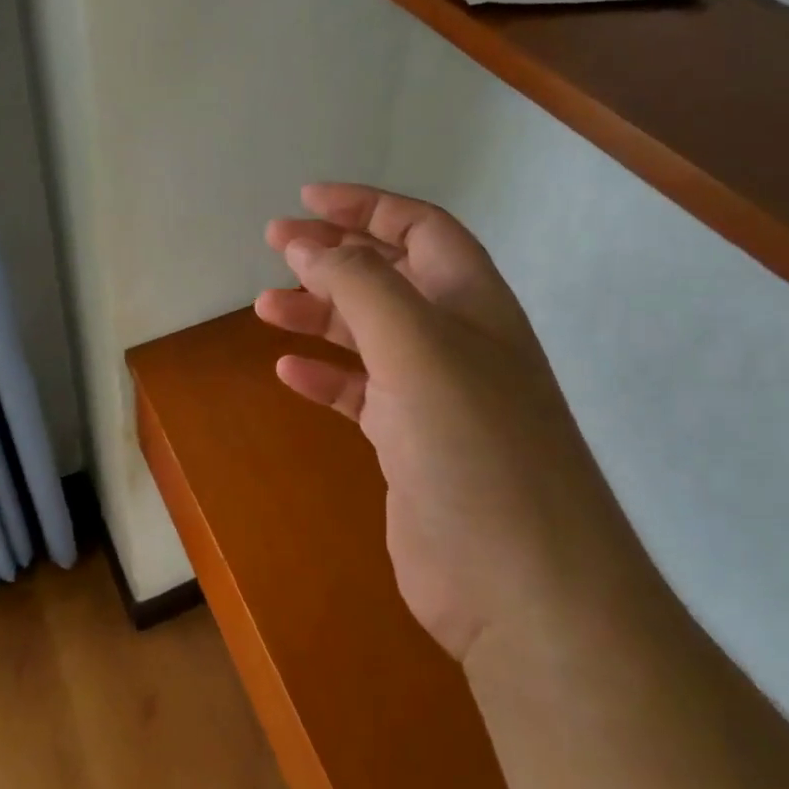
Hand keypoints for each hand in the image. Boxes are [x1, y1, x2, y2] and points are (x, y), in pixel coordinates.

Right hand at [257, 184, 612, 661]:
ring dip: (319, 314)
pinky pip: (360, 395)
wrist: (523, 588)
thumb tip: (308, 244)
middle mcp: (457, 341)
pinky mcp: (412, 447)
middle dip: (334, 255)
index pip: (420, 229)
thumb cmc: (474, 446)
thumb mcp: (416, 345)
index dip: (366, 206)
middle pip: (390, 276)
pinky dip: (325, 377)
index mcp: (472, 302)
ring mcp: (435, 396)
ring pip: (368, 335)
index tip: (306, 200)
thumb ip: (360, 285)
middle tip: (275, 244)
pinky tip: (290, 372)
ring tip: (265, 307)